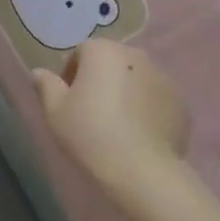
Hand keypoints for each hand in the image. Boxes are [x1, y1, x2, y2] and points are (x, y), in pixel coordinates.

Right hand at [32, 39, 188, 192]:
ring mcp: (162, 77)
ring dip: (125, 93)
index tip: (68, 101)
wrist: (141, 169)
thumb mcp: (55, 112)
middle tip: (91, 113)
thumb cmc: (90, 134)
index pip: (81, 53)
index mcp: (102, 51)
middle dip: (100, 80)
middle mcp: (135, 55)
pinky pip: (155, 99)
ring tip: (117, 125)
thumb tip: (39, 73)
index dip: (71, 75)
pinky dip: (146, 109)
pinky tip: (138, 135)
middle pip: (110, 62)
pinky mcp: (180, 102)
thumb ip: (46, 86)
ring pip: (135, 79)